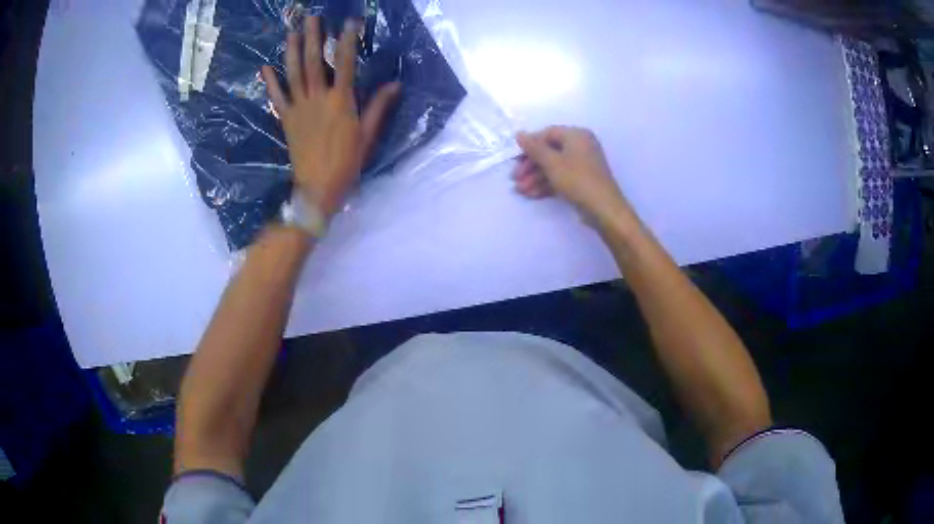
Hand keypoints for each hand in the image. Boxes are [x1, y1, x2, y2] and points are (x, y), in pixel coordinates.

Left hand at [262, 17, 399, 216]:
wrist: (318, 187)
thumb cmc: (347, 162)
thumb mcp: (367, 135)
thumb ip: (378, 107)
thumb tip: (395, 84)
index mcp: (340, 100)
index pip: (345, 63)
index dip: (347, 41)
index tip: (349, 22)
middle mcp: (317, 98)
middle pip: (313, 62)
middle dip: (312, 37)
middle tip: (311, 17)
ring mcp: (298, 108)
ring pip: (293, 74)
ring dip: (291, 51)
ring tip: (291, 32)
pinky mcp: (286, 119)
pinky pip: (276, 98)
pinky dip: (270, 83)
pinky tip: (264, 68)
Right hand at [514, 126, 633, 226]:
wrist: (603, 209)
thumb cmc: (578, 180)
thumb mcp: (552, 163)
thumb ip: (534, 148)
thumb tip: (519, 134)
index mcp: (576, 135)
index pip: (547, 134)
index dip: (530, 145)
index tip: (516, 159)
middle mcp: (581, 146)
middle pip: (549, 151)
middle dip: (531, 166)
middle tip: (516, 179)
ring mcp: (582, 164)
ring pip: (554, 167)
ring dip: (536, 178)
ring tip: (521, 191)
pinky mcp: (582, 180)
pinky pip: (561, 177)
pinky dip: (547, 184)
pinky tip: (533, 195)